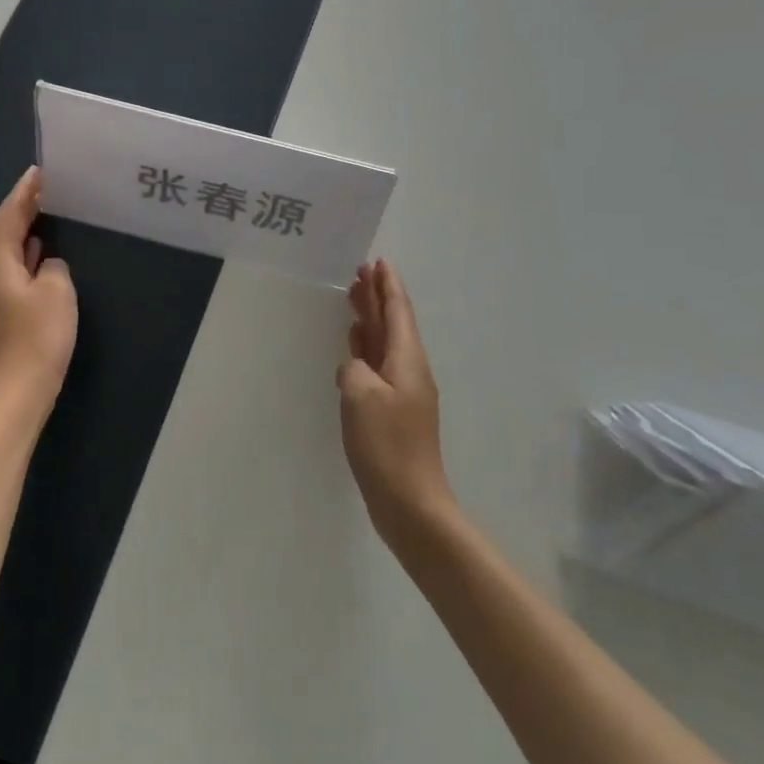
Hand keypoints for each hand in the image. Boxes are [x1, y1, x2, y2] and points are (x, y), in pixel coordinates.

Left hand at [0, 166, 76, 429]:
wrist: (21, 388)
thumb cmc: (39, 335)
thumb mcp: (57, 290)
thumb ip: (53, 265)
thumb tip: (47, 263)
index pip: (8, 216)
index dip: (23, 192)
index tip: (39, 171)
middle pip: (3, 230)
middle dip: (22, 206)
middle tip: (46, 186)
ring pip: (9, 249)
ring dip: (25, 228)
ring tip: (47, 210)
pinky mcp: (6, 310)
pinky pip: (15, 267)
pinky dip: (29, 251)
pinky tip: (43, 251)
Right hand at [338, 260, 454, 542]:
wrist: (410, 502)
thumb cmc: (387, 444)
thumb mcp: (360, 394)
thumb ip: (354, 367)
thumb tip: (354, 365)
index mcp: (407, 359)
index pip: (398, 311)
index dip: (388, 285)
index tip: (378, 261)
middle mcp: (408, 369)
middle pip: (392, 324)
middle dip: (377, 297)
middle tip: (359, 273)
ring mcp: (402, 392)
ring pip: (385, 344)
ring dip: (370, 320)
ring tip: (354, 300)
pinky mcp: (392, 412)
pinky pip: (378, 366)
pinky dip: (365, 349)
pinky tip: (353, 348)